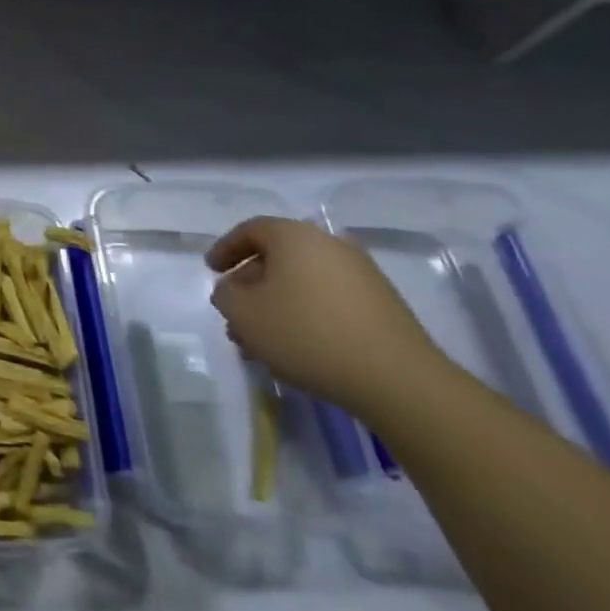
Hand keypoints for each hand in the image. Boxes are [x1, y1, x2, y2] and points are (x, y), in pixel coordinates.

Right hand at [206, 215, 447, 419]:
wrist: (398, 380)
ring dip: (277, 304)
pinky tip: (297, 347)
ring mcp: (363, 275)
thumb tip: (233, 290)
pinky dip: (306, 315)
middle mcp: (331, 246)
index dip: (225, 249)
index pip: (250, 230)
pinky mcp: (383, 306)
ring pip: (303, 282)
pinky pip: (329, 300)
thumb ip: (225, 294)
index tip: (211, 271)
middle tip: (235, 312)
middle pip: (278, 257)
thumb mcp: (243, 313)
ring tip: (262, 339)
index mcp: (295, 237)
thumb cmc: (307, 334)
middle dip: (251, 284)